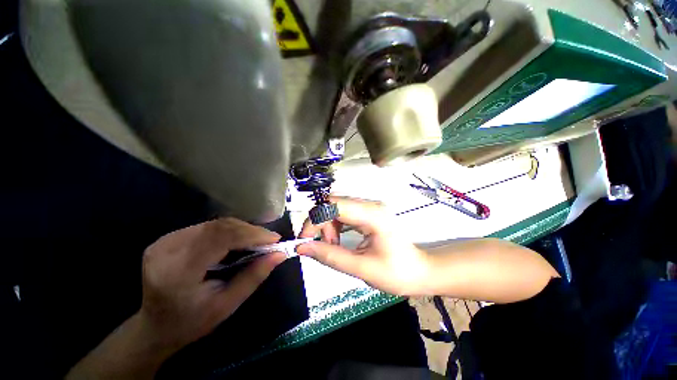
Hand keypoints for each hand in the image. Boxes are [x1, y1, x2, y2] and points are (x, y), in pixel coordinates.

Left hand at [139, 218, 284, 347]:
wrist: (154, 327)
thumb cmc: (192, 322)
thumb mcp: (227, 305)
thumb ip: (254, 276)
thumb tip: (280, 254)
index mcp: (179, 271)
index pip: (221, 238)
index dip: (252, 234)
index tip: (275, 239)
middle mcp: (168, 249)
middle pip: (219, 227)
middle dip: (249, 230)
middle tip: (268, 239)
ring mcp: (165, 241)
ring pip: (214, 224)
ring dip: (240, 229)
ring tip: (257, 240)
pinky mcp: (167, 238)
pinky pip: (206, 227)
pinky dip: (228, 231)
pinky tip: (237, 240)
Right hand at [297, 197, 430, 295]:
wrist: (420, 271)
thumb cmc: (396, 273)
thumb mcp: (361, 268)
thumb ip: (330, 256)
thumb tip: (301, 247)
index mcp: (371, 215)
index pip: (333, 205)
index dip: (314, 219)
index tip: (305, 240)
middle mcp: (370, 205)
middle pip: (332, 203)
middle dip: (320, 223)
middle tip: (324, 246)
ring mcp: (369, 207)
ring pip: (336, 207)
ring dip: (327, 225)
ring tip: (333, 246)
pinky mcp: (368, 213)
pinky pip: (343, 213)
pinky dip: (334, 226)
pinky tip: (338, 240)